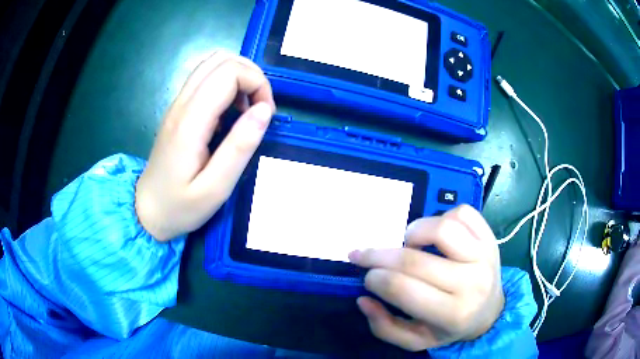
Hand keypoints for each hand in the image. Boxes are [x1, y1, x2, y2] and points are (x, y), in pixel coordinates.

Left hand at [135, 51, 275, 240]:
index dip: (257, 84)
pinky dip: (227, 85)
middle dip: (251, 76)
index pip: (229, 73)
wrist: (147, 210)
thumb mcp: (215, 189)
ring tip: (247, 109)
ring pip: (212, 63)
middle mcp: (182, 103)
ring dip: (239, 77)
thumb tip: (265, 110)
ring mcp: (178, 103)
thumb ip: (240, 147)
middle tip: (260, 110)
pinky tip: (230, 113)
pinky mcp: (178, 108)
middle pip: (222, 59)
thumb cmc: (180, 206)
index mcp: (190, 122)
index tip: (266, 115)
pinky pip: (206, 78)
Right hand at [349, 205, 503, 351]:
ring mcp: (484, 255)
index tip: (366, 275)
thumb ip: (384, 327)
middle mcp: (471, 283)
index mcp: (452, 314)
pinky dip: (442, 216)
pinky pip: (463, 213)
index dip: (375, 278)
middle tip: (365, 255)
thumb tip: (364, 298)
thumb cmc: (451, 327)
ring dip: (414, 231)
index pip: (402, 289)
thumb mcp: (416, 340)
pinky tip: (436, 234)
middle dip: (378, 255)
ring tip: (408, 243)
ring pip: (442, 228)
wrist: (490, 311)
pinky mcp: (490, 237)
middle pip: (415, 260)